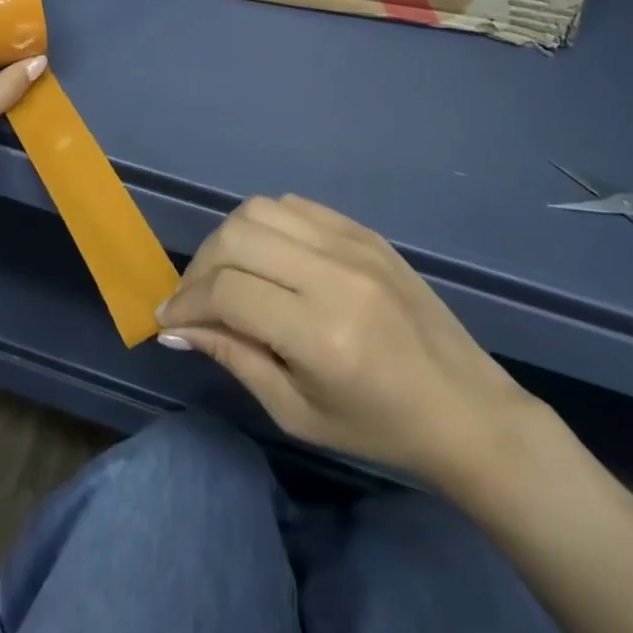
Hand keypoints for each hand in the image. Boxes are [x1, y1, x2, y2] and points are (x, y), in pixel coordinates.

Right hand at [156, 195, 542, 499]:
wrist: (464, 408)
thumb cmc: (379, 428)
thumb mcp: (296, 413)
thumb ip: (233, 358)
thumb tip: (175, 327)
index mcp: (321, 334)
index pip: (227, 291)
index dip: (186, 302)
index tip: (168, 319)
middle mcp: (334, 274)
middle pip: (236, 238)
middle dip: (199, 266)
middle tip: (195, 298)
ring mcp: (353, 243)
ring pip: (260, 210)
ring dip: (229, 240)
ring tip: (228, 275)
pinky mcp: (364, 229)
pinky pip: (294, 205)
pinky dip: (266, 225)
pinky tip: (268, 257)